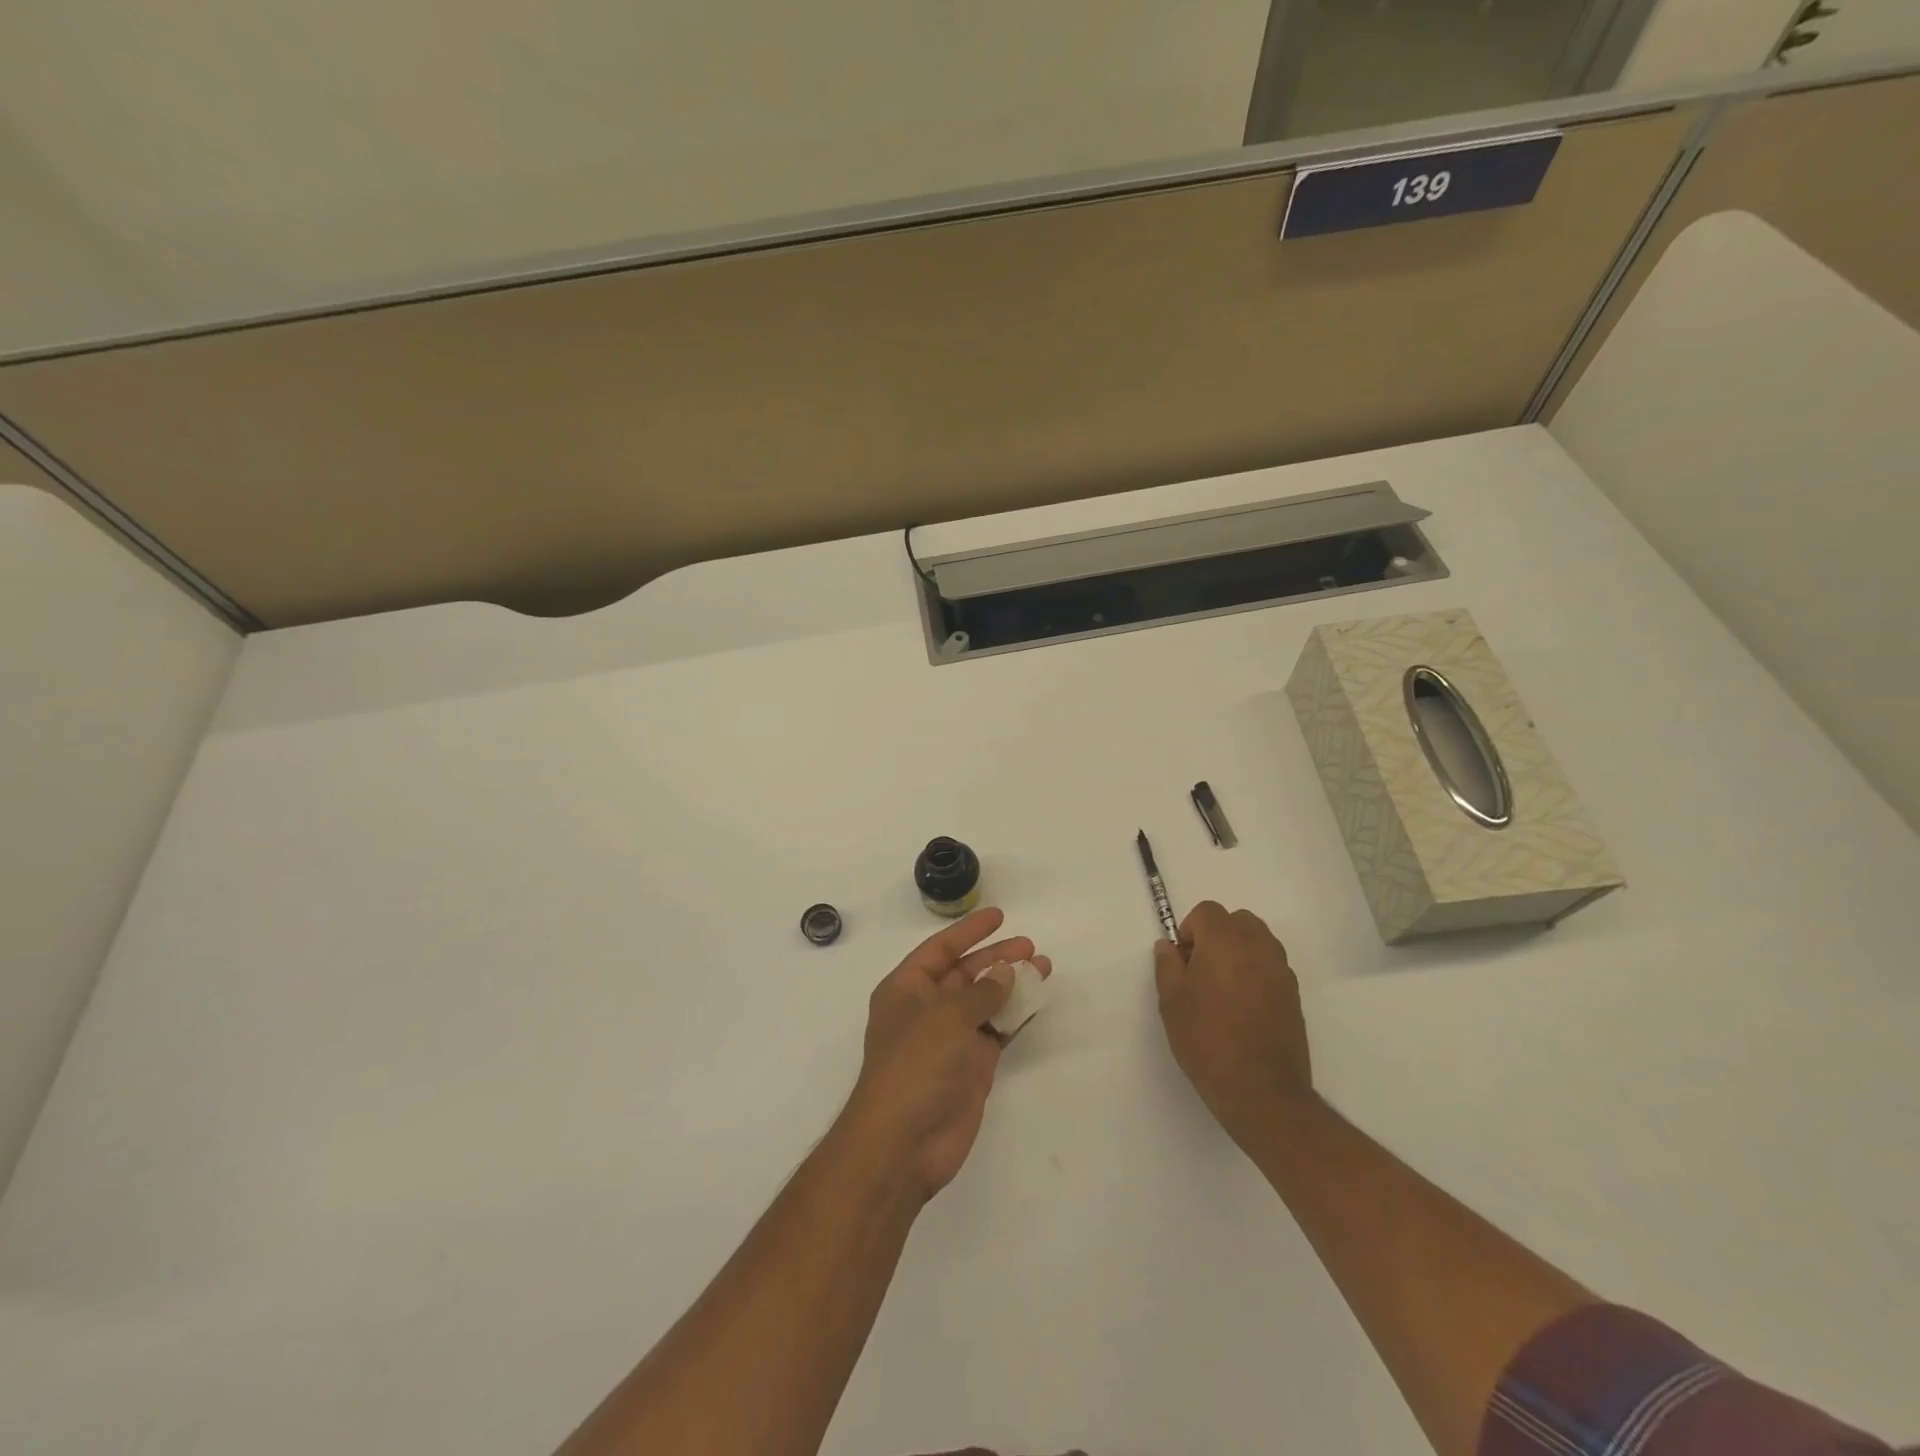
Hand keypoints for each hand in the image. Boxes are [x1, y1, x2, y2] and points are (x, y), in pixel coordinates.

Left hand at [843, 907, 1051, 1201]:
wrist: (905, 1141)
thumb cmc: (915, 1065)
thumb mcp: (946, 1017)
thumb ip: (980, 992)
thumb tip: (1005, 972)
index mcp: (906, 989)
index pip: (940, 949)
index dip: (968, 931)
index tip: (999, 915)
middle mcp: (927, 1009)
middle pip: (966, 973)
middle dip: (996, 958)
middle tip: (1030, 946)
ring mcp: (950, 1039)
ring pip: (986, 1002)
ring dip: (1012, 985)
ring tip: (1044, 967)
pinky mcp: (971, 1066)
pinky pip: (997, 1031)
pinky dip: (1016, 1016)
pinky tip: (1037, 1001)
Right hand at [1154, 902, 1313, 1141]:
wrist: (1260, 1089)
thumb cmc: (1206, 1039)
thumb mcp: (1171, 1001)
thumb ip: (1167, 965)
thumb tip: (1168, 946)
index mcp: (1225, 940)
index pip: (1207, 911)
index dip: (1190, 930)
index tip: (1183, 961)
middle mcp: (1258, 946)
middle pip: (1237, 920)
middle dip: (1217, 935)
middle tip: (1201, 970)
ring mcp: (1281, 970)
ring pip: (1258, 941)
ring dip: (1239, 952)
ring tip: (1223, 989)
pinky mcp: (1294, 995)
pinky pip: (1271, 966)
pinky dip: (1256, 973)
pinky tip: (1243, 1008)